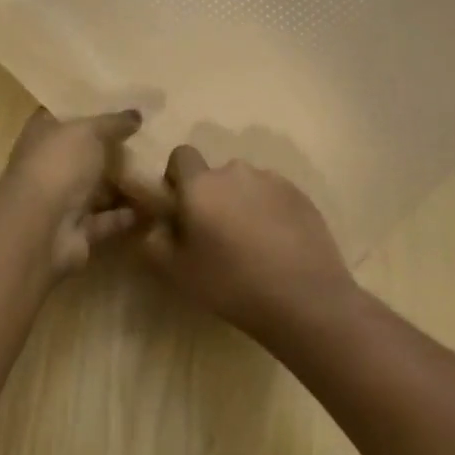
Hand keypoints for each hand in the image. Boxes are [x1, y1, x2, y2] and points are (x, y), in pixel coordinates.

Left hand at [4, 109, 143, 276]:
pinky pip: (105, 221)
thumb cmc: (59, 166)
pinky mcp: (76, 231)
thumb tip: (135, 114)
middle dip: (109, 149)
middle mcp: (48, 167)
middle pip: (81, 155)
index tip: (118, 105)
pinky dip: (125, 216)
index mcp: (42, 136)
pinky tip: (153, 207)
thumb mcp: (88, 132)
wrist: (42, 227)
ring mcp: (60, 201)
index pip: (62, 116)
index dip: (86, 110)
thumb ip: (112, 123)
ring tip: (156, 172)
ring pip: (94, 190)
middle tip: (147, 139)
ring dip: (120, 185)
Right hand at [139, 146, 356, 337]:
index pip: (180, 156)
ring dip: (240, 204)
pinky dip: (268, 212)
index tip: (180, 210)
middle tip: (214, 237)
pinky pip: (273, 196)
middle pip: (214, 174)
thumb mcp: (176, 271)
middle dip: (210, 196)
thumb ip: (151, 241)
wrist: (305, 299)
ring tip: (249, 244)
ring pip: (245, 185)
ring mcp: (273, 181)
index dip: (175, 178)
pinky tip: (276, 247)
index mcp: (201, 184)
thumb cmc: (231, 284)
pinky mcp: (301, 196)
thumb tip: (150, 223)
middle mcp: (236, 172)